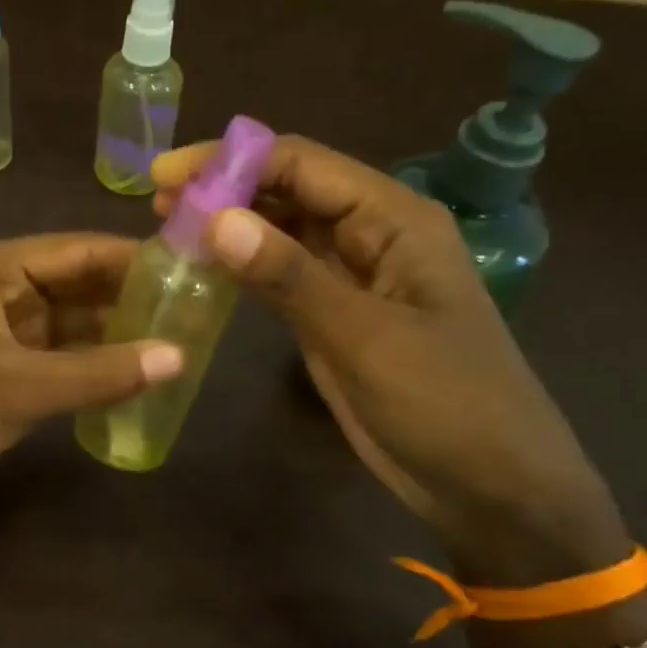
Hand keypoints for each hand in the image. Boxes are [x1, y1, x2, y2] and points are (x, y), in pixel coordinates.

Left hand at [0, 235, 183, 516]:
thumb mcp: (23, 389)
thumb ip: (101, 373)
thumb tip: (179, 357)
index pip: (78, 250)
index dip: (134, 258)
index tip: (192, 266)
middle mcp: (0, 284)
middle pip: (79, 282)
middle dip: (130, 296)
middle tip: (196, 307)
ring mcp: (4, 324)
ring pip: (73, 318)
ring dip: (116, 330)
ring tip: (180, 338)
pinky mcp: (7, 361)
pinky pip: (63, 351)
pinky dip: (95, 360)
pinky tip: (139, 370)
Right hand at [152, 136, 627, 583]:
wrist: (490, 486)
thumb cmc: (445, 404)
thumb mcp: (365, 337)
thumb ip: (289, 276)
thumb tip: (216, 219)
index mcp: (395, 219)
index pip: (304, 164)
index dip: (233, 161)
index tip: (167, 175)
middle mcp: (372, 236)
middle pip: (291, 190)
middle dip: (226, 187)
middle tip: (156, 201)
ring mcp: (353, 278)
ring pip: (283, 232)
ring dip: (231, 225)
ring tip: (167, 227)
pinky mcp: (335, 318)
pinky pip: (282, 277)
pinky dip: (243, 268)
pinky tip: (204, 267)